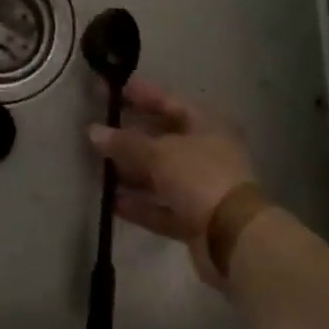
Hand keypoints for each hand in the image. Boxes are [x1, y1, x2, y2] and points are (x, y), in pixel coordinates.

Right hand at [90, 78, 257, 285]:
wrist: (234, 238)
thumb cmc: (200, 177)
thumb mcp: (159, 153)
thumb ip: (125, 142)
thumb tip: (93, 131)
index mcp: (205, 124)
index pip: (167, 100)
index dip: (139, 94)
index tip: (109, 90)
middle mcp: (205, 151)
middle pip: (161, 138)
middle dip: (129, 136)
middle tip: (96, 130)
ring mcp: (201, 186)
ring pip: (159, 174)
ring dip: (130, 172)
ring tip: (96, 167)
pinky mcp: (195, 218)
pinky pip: (161, 206)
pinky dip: (139, 204)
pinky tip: (110, 202)